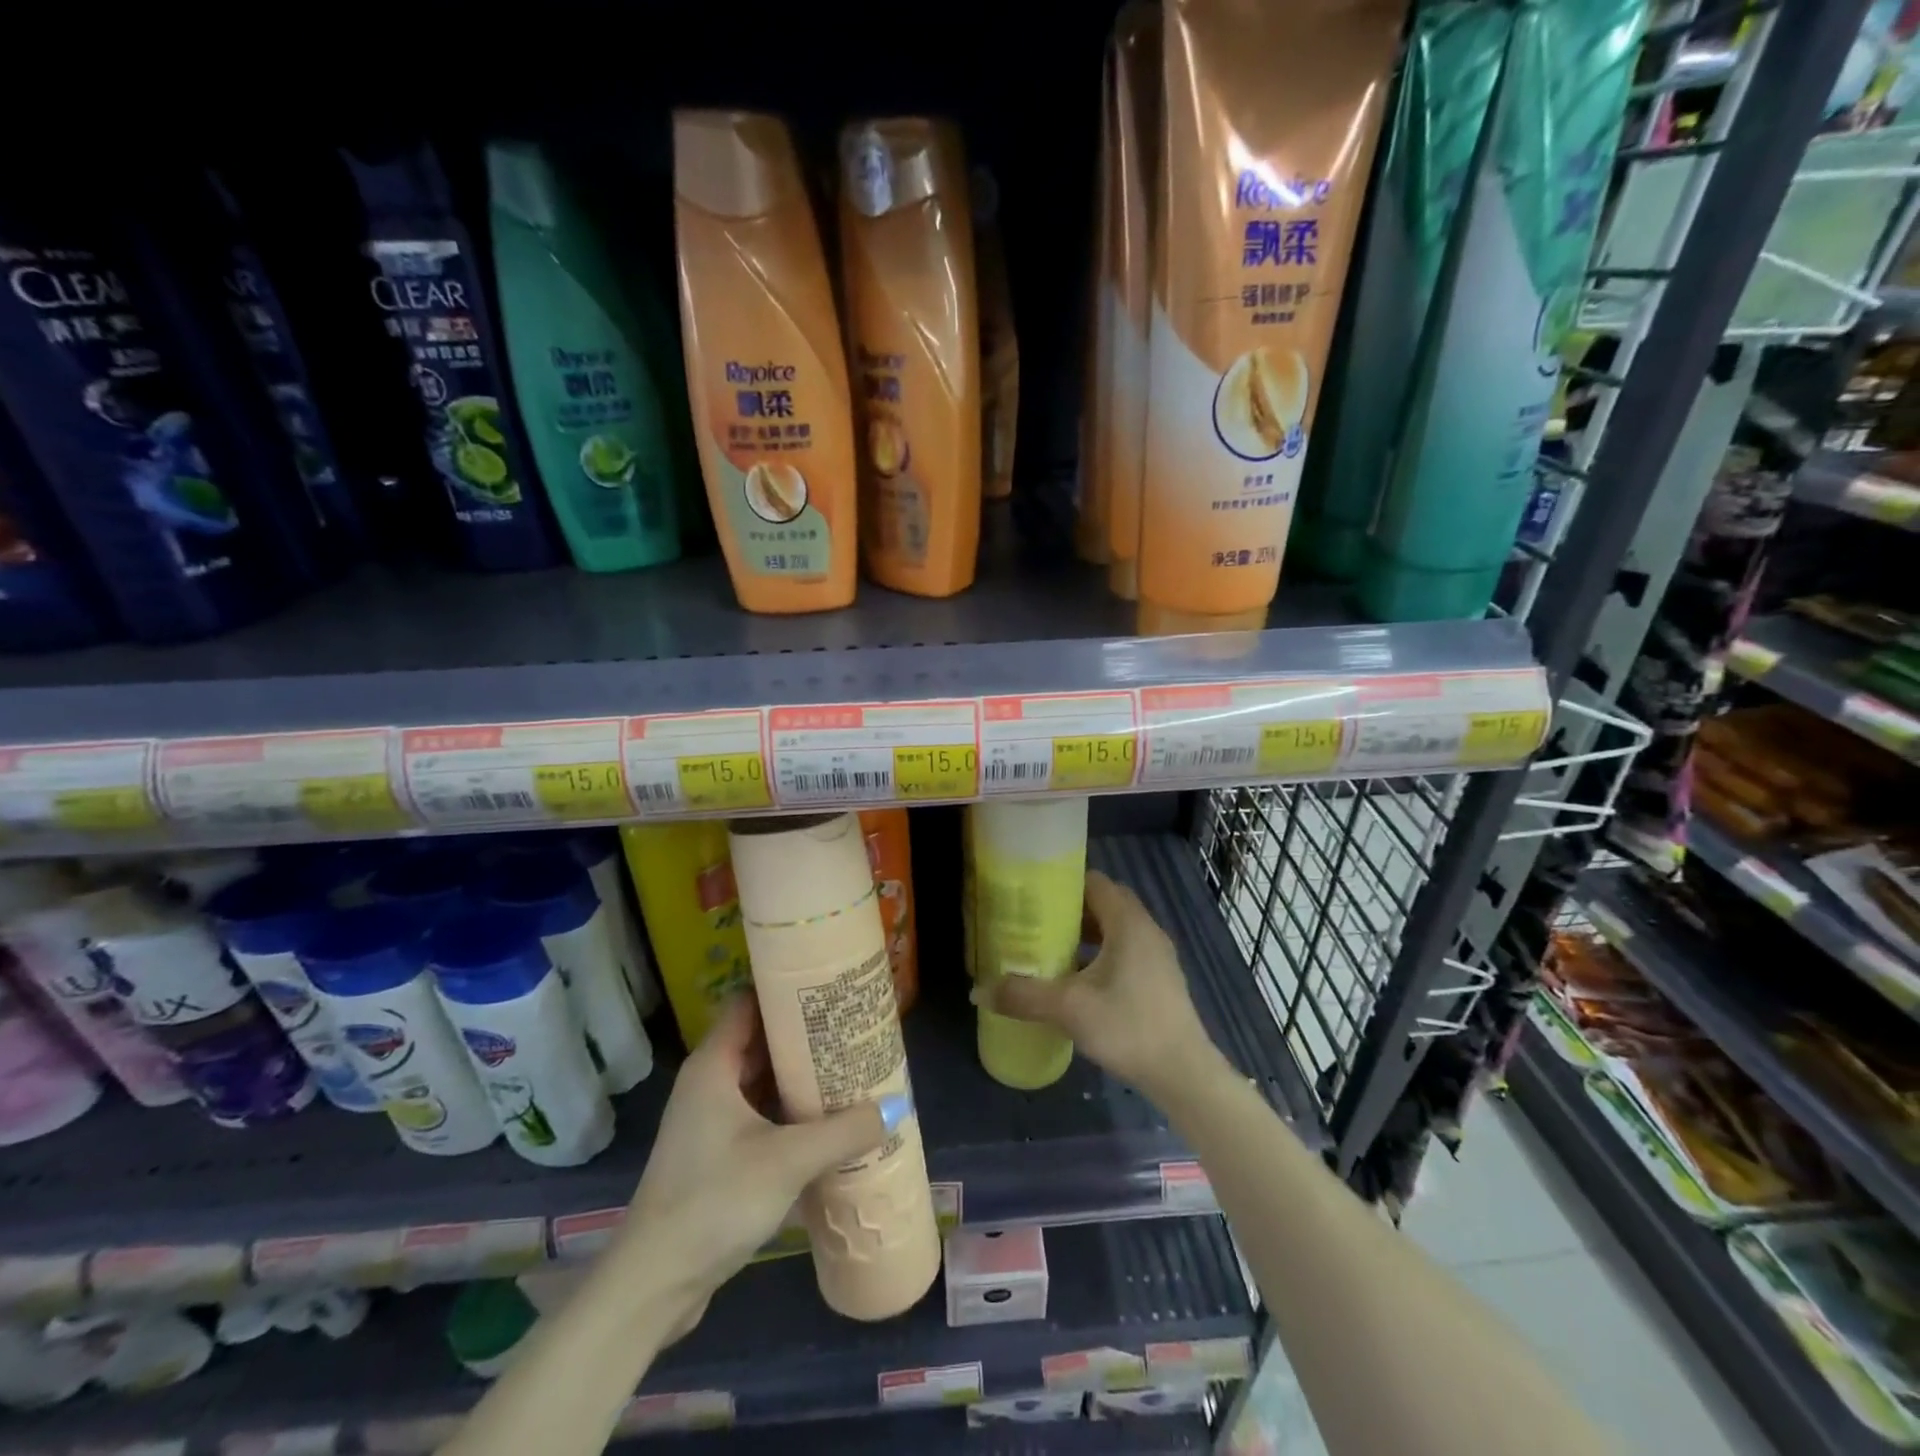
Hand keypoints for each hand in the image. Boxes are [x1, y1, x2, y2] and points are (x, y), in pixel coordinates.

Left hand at [617, 995, 886, 1329]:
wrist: (654, 1284)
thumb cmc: (715, 1202)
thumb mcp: (788, 1162)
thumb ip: (843, 1132)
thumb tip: (894, 1108)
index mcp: (714, 1065)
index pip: (749, 1002)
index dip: (786, 988)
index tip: (828, 985)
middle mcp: (709, 1082)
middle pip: (760, 1039)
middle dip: (804, 1033)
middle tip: (852, 1026)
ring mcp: (709, 1120)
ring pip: (760, 1080)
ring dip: (799, 1075)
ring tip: (848, 1066)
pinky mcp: (715, 1154)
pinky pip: (758, 1113)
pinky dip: (788, 1109)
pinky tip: (825, 1119)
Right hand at [984, 870, 1221, 1100]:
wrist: (1183, 1074)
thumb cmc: (1128, 1027)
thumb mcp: (1069, 1009)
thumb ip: (1023, 996)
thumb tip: (978, 991)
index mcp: (1128, 923)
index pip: (1094, 881)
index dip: (1063, 883)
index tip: (1033, 895)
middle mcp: (1146, 929)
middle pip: (1104, 902)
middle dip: (1070, 908)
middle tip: (1036, 921)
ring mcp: (1157, 955)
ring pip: (1116, 928)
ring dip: (1086, 932)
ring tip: (1051, 948)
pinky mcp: (1159, 979)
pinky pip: (1125, 949)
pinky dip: (1100, 953)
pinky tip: (1078, 979)